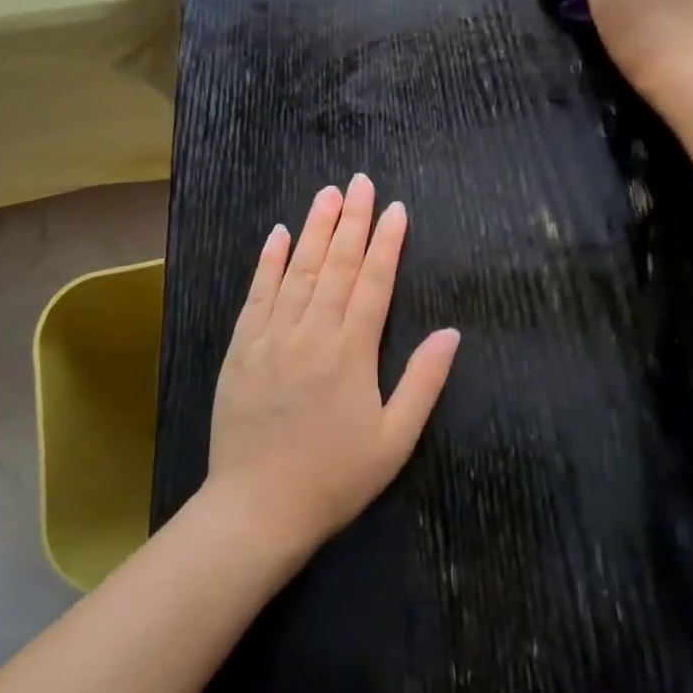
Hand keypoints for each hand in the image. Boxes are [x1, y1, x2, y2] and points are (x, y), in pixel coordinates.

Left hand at [204, 174, 460, 552]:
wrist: (256, 510)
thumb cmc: (334, 478)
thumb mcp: (394, 440)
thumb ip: (423, 382)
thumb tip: (452, 332)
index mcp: (351, 352)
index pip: (373, 283)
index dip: (387, 243)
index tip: (395, 209)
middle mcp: (311, 333)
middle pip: (335, 265)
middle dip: (351, 220)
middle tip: (360, 182)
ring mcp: (271, 337)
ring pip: (296, 271)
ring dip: (313, 229)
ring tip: (327, 194)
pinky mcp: (241, 349)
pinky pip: (257, 294)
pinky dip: (268, 262)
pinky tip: (276, 234)